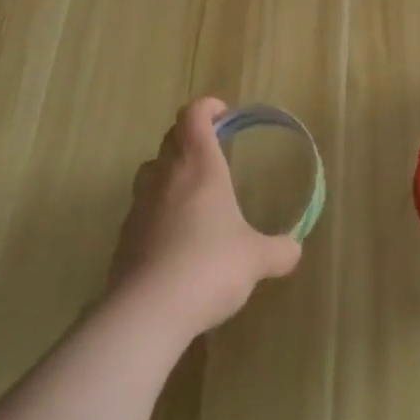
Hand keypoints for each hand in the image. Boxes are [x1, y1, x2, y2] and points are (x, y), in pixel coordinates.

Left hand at [108, 97, 301, 343]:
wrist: (147, 312)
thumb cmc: (209, 267)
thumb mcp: (255, 260)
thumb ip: (278, 251)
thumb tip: (295, 250)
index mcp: (199, 166)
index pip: (193, 115)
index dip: (207, 108)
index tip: (223, 115)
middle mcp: (166, 176)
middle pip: (171, 137)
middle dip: (190, 137)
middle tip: (212, 153)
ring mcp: (140, 205)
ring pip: (150, 171)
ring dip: (169, 171)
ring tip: (191, 193)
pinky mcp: (124, 237)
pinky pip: (141, 209)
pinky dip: (156, 211)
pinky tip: (173, 239)